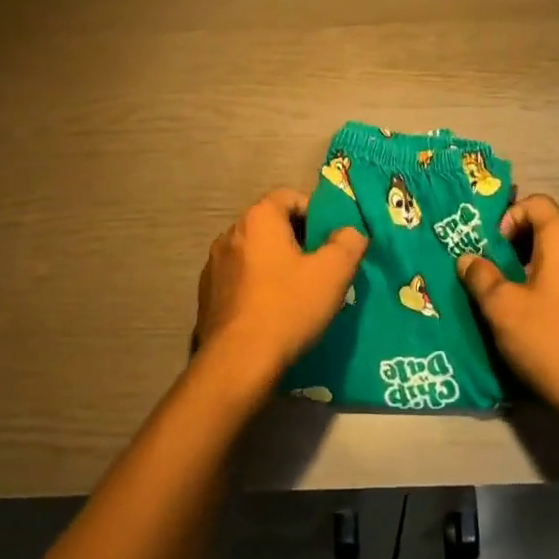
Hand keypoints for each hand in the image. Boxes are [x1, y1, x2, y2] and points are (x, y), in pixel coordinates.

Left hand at [193, 188, 367, 401]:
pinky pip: (239, 277)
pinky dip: (257, 285)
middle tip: (321, 266)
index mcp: (258, 218)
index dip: (316, 212)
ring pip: (255, 252)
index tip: (332, 239)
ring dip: (276, 263)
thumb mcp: (333, 273)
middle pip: (271, 223)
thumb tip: (351, 232)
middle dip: (298, 239)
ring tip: (298, 290)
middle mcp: (230, 233)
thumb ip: (348, 243)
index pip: (289, 196)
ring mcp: (214, 264)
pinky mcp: (207, 294)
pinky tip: (272, 310)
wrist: (238, 363)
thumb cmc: (288, 308)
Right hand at [456, 194, 558, 415]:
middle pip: (555, 230)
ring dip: (547, 269)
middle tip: (504, 277)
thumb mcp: (501, 308)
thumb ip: (481, 276)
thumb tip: (468, 259)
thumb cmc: (547, 340)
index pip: (538, 203)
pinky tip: (556, 321)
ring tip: (528, 301)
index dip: (511, 216)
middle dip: (525, 246)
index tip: (496, 248)